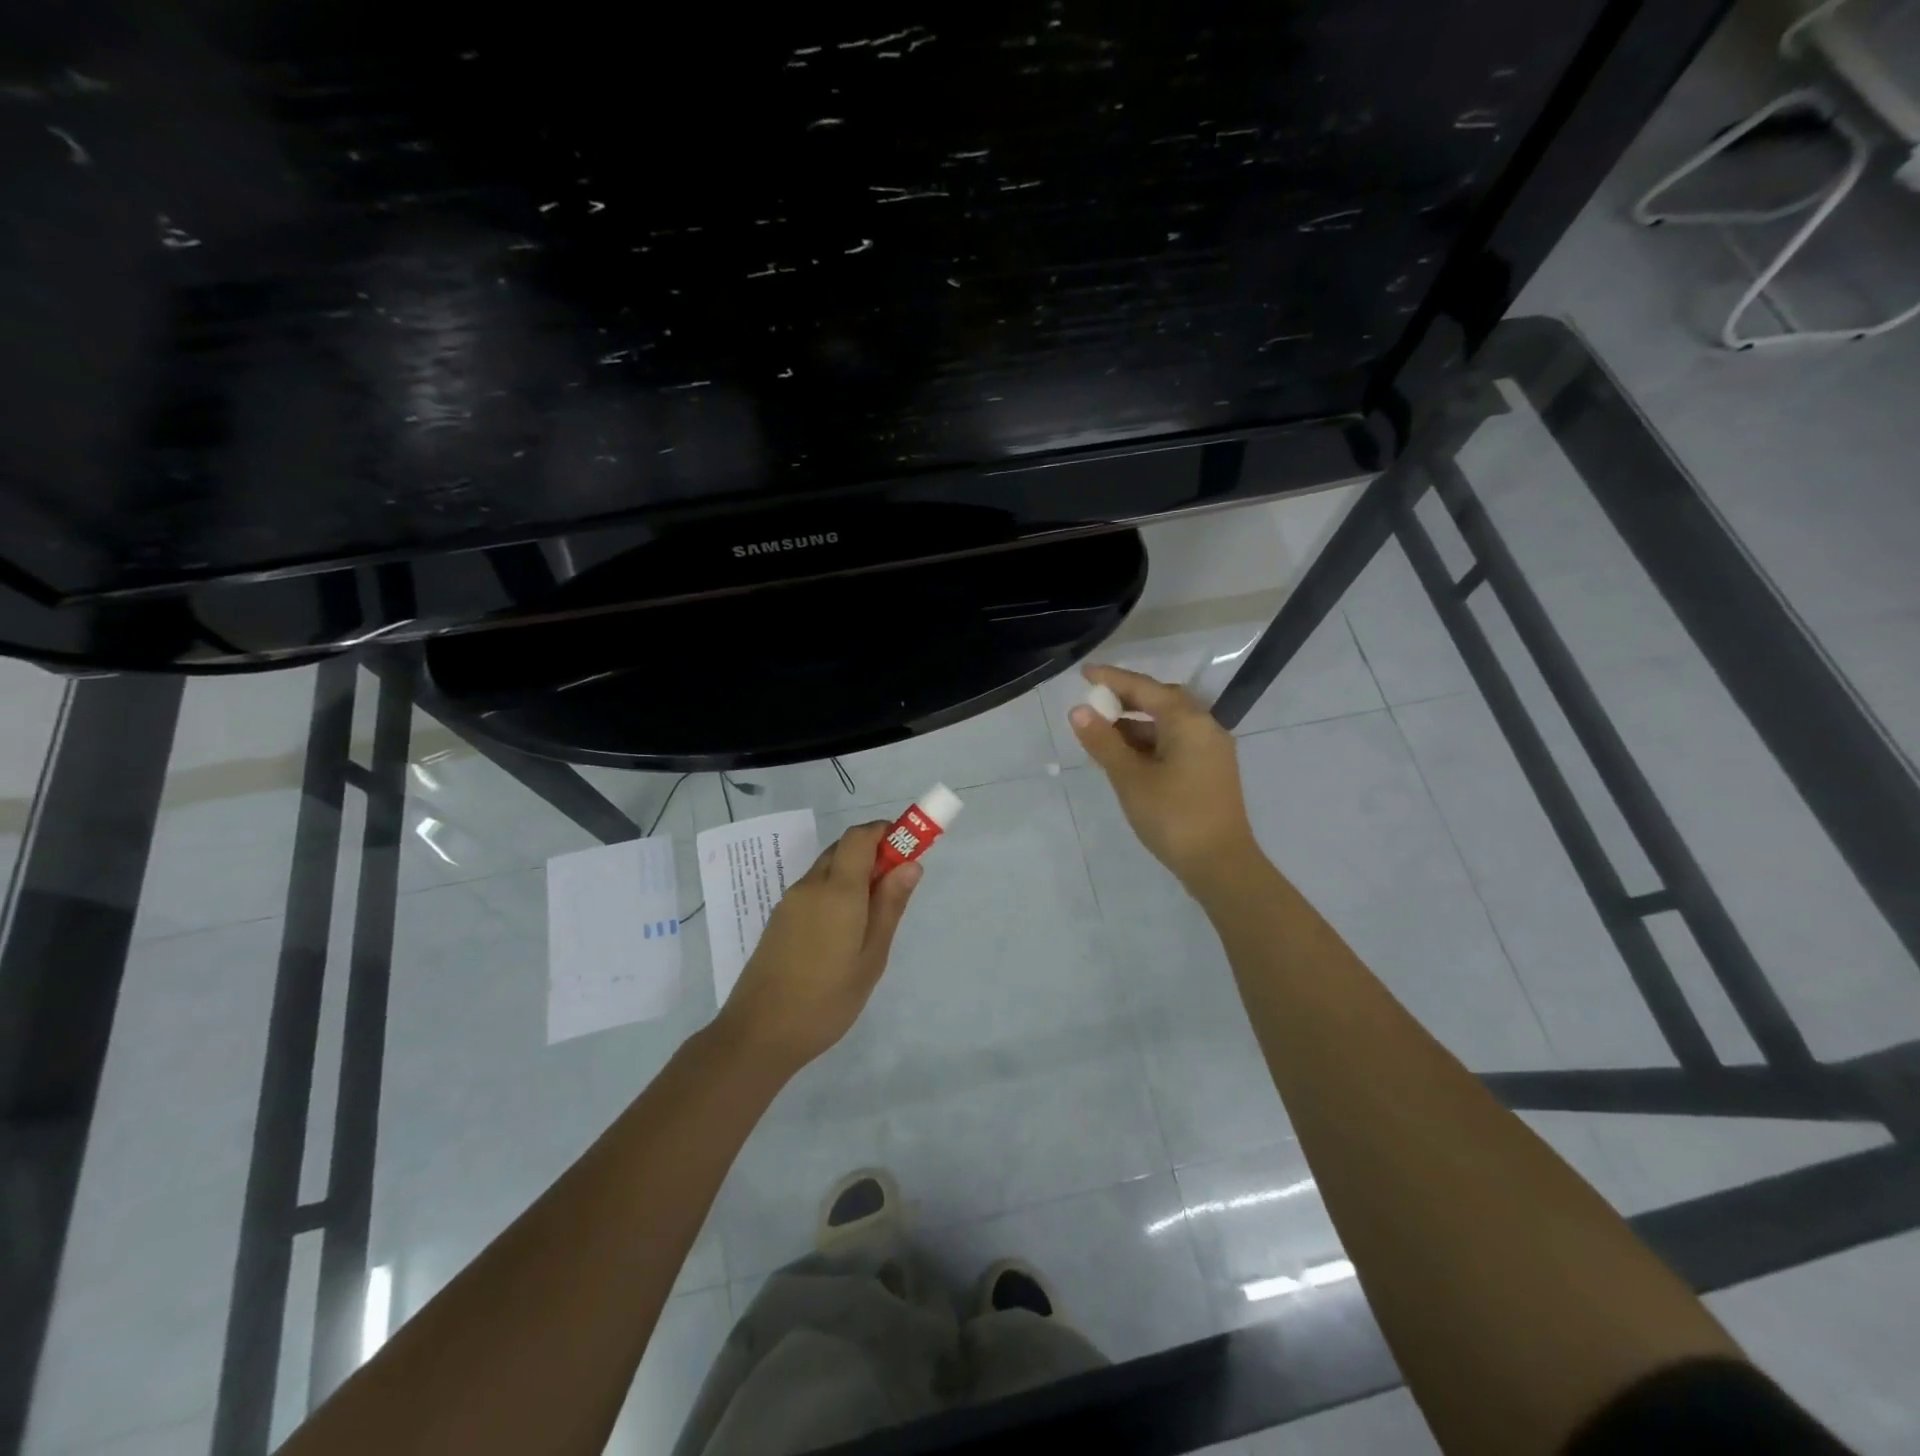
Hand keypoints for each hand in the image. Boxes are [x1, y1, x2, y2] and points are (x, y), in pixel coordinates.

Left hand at [716, 822, 921, 1070]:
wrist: (759, 1033)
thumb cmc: (827, 999)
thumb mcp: (871, 957)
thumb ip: (890, 906)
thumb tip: (910, 864)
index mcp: (837, 891)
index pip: (860, 836)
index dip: (886, 831)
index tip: (909, 848)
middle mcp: (811, 886)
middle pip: (844, 848)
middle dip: (873, 852)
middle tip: (896, 885)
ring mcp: (791, 901)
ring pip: (828, 868)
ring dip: (854, 872)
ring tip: (873, 915)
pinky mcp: (780, 918)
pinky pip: (814, 888)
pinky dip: (835, 890)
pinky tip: (844, 930)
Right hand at [1069, 664, 1261, 892]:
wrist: (1220, 864)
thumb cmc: (1173, 816)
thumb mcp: (1130, 778)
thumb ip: (1103, 742)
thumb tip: (1079, 711)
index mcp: (1188, 721)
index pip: (1144, 688)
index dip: (1112, 679)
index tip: (1084, 673)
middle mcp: (1204, 727)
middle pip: (1161, 701)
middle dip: (1126, 700)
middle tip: (1094, 702)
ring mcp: (1210, 750)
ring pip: (1168, 725)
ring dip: (1136, 724)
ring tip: (1102, 733)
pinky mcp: (1210, 771)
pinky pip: (1175, 743)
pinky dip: (1149, 743)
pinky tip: (1126, 757)